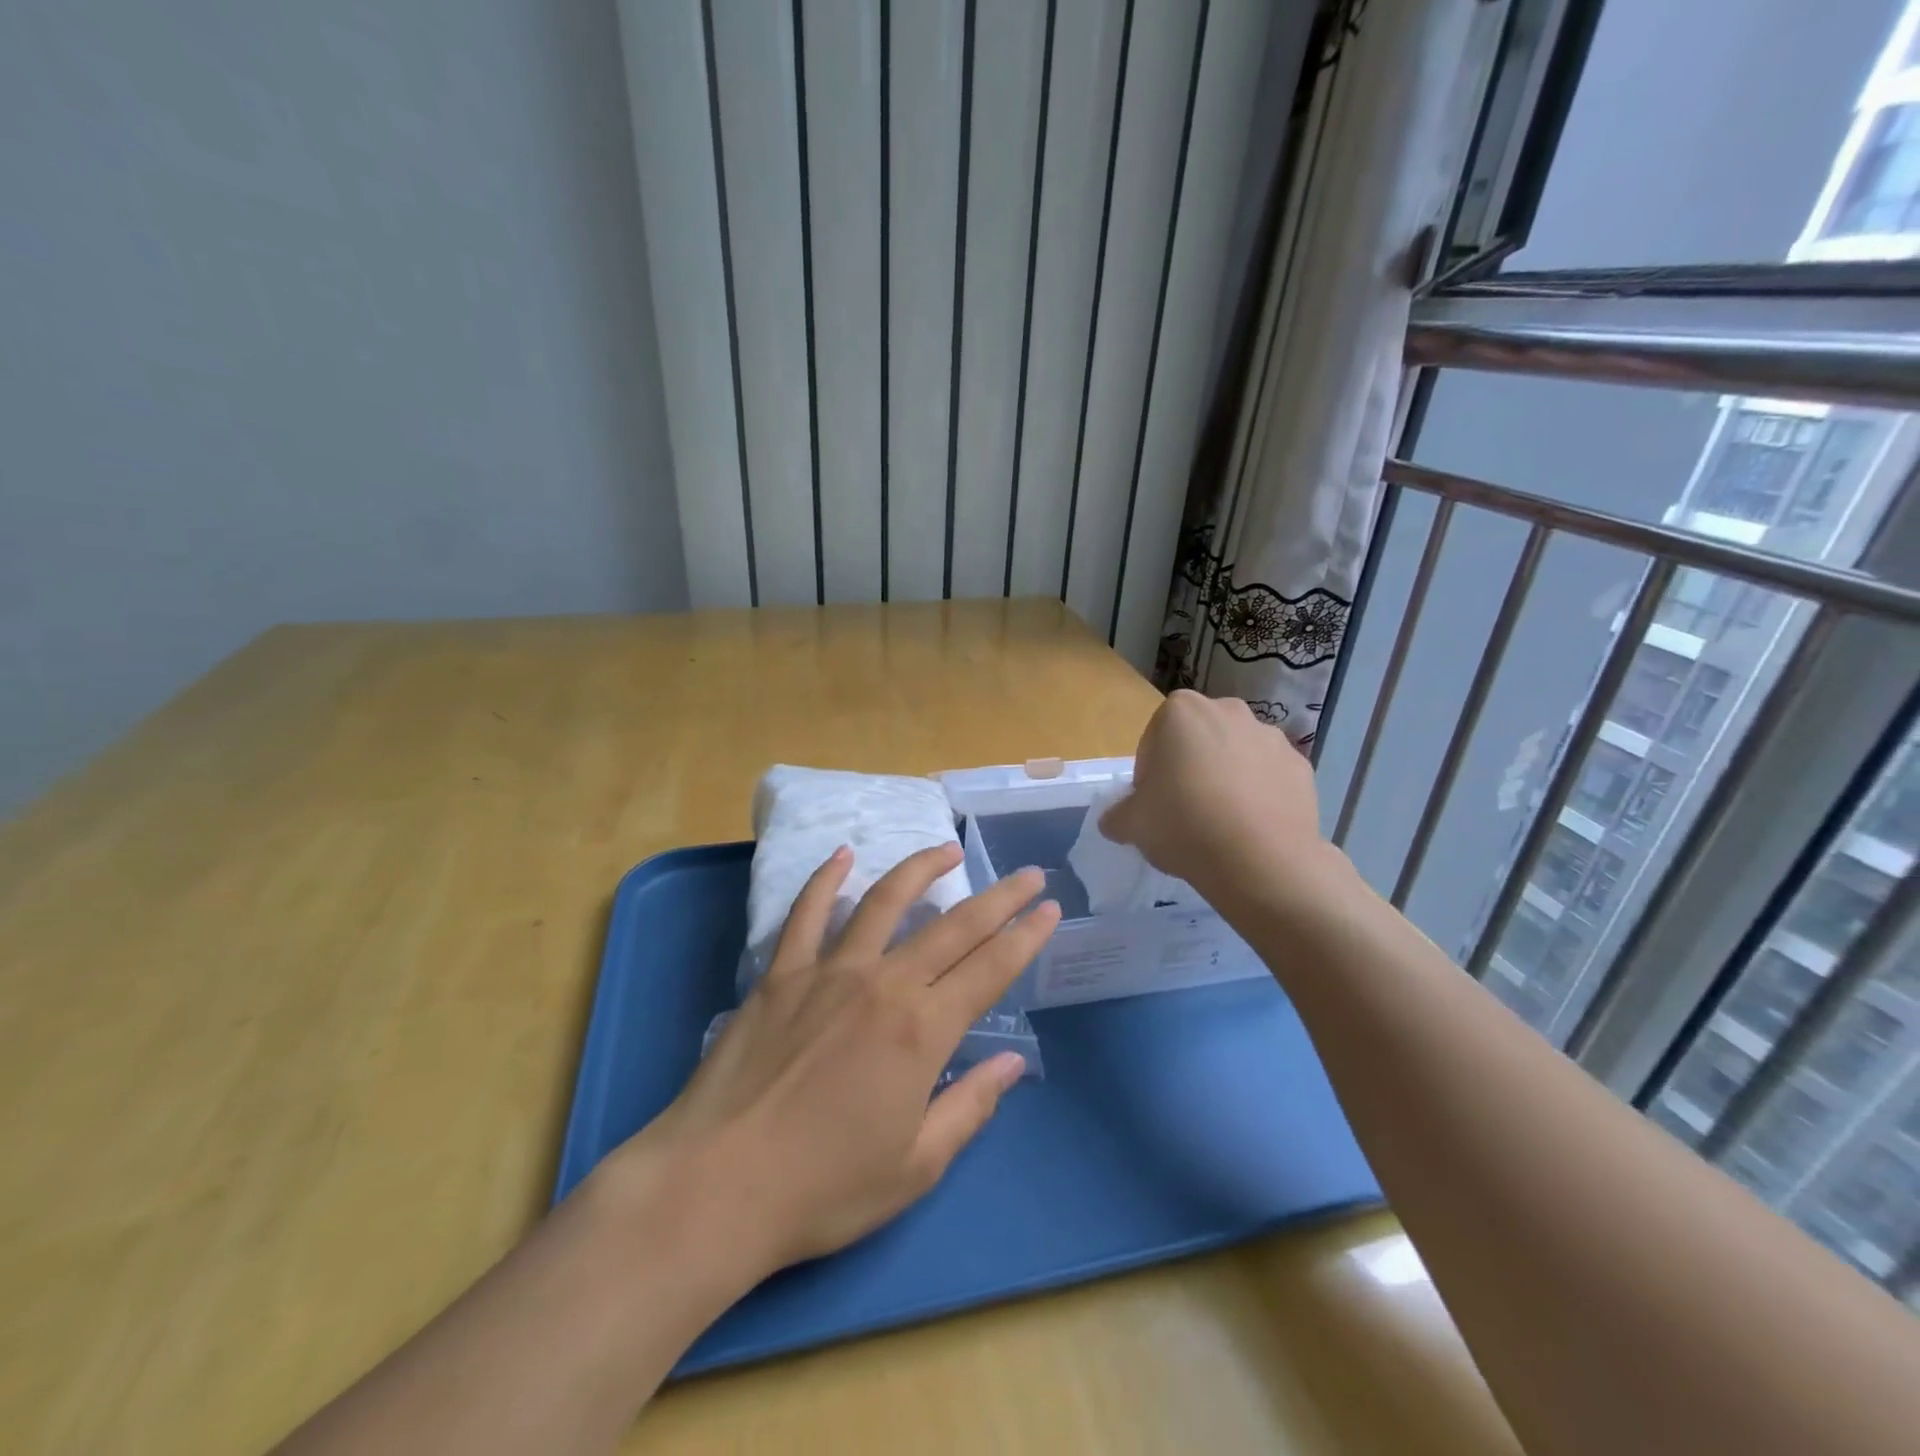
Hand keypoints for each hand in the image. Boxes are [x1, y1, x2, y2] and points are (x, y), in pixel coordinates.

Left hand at [629, 843, 1059, 1274]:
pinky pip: (806, 913)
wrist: (716, 1185)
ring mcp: (828, 971)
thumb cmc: (823, 1188)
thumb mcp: (914, 1167)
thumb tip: (1012, 1064)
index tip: (1049, 909)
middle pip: (952, 928)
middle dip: (998, 898)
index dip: (1025, 937)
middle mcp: (882, 985)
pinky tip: (843, 855)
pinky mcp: (780, 974)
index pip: (989, 970)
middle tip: (1027, 873)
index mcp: (921, 1032)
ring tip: (947, 850)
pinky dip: (825, 879)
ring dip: (920, 870)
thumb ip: (969, 1107)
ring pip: (883, 902)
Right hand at [1099, 690, 1329, 905]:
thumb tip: (1115, 821)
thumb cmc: (1184, 825)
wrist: (1262, 861)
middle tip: (1184, 811)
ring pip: (1236, 756)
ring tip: (1221, 824)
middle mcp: (1229, 711)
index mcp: (1182, 712)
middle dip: (1190, 768)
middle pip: (1198, 740)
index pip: (1154, 740)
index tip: (1153, 804)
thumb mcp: (1132, 824)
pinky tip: (1250, 829)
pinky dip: (1259, 795)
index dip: (1149, 774)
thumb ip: (1117, 815)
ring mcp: (1271, 737)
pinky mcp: (1301, 767)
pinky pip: (1268, 777)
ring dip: (1226, 779)